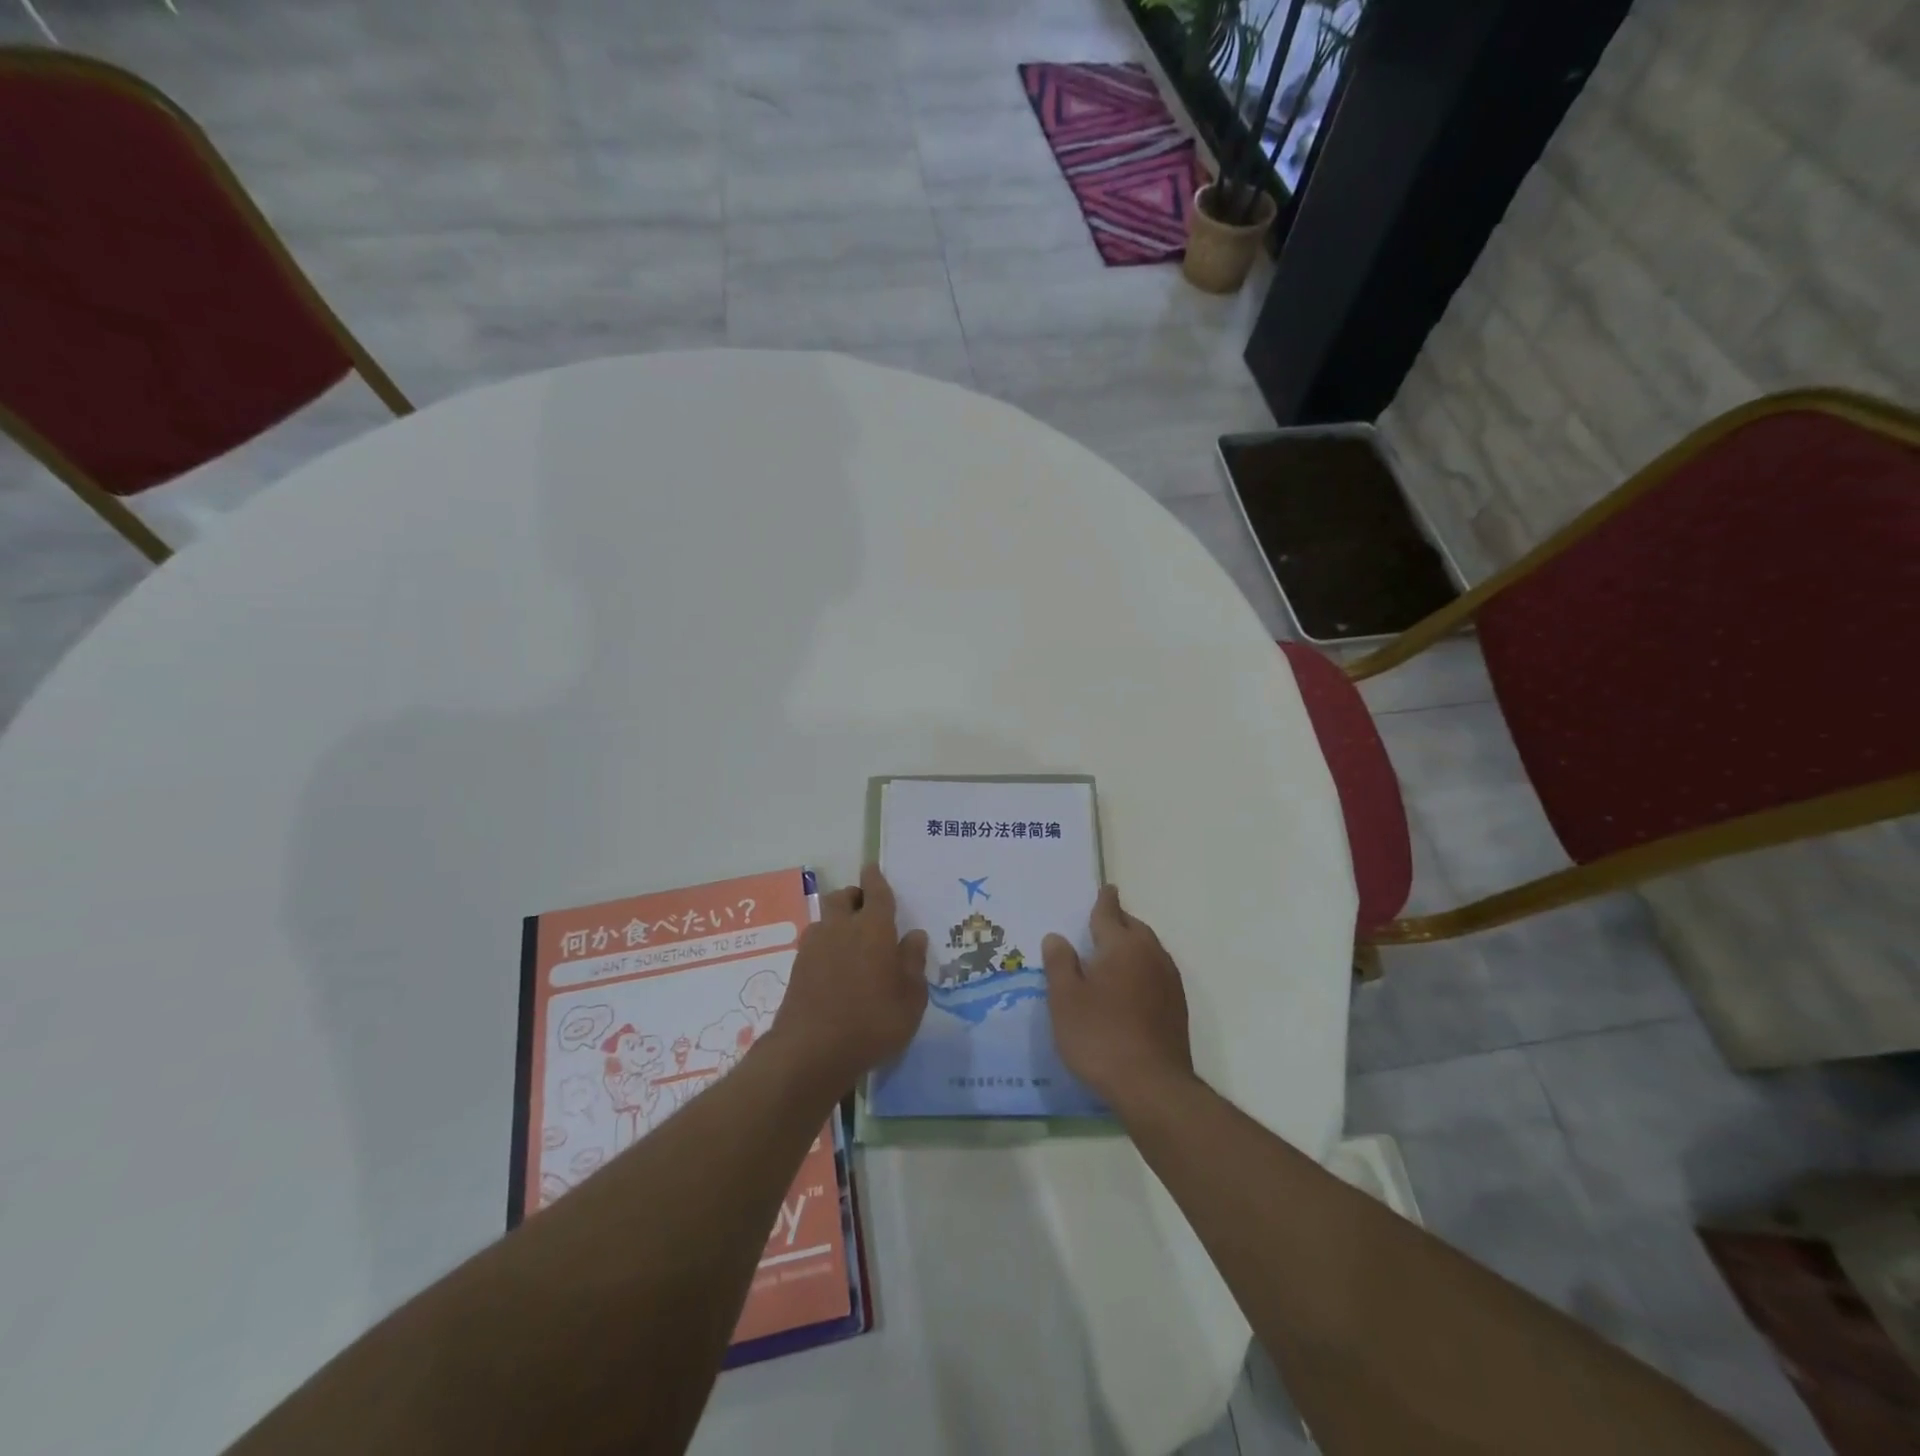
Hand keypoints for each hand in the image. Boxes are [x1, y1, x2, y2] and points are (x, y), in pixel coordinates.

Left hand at [768, 864, 928, 1096]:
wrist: (811, 1051)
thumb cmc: (873, 1022)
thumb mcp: (910, 1000)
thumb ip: (913, 964)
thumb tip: (915, 935)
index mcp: (874, 928)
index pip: (876, 891)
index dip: (876, 878)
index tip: (873, 869)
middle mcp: (841, 928)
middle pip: (843, 898)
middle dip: (855, 897)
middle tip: (867, 910)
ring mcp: (815, 947)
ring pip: (826, 918)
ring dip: (838, 920)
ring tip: (851, 941)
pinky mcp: (797, 968)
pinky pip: (815, 943)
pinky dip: (826, 945)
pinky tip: (835, 967)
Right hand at [1042, 885, 1193, 1112]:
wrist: (1152, 1086)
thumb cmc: (1100, 1035)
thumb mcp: (1065, 999)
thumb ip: (1060, 963)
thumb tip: (1057, 937)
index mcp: (1122, 945)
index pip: (1109, 913)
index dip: (1104, 901)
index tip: (1106, 888)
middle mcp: (1151, 955)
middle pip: (1134, 928)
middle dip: (1118, 922)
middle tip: (1101, 922)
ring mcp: (1169, 982)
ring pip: (1148, 950)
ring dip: (1131, 946)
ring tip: (1112, 955)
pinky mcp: (1177, 1007)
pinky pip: (1155, 973)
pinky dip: (1141, 969)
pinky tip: (1128, 987)